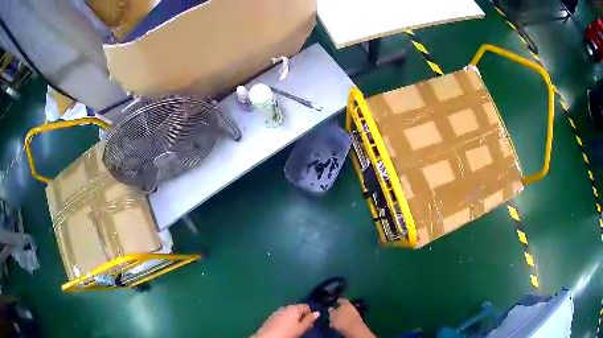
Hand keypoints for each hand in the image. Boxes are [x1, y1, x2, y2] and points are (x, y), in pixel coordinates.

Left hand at [252, 304, 319, 337]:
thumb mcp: (301, 328)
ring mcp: (277, 312)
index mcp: (294, 308)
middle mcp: (285, 307)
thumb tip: (317, 313)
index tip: (310, 324)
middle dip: (302, 317)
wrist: (268, 337)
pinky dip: (286, 321)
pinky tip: (285, 329)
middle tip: (303, 327)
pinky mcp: (271, 317)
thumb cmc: (287, 332)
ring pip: (289, 313)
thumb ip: (310, 319)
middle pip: (297, 309)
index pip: (306, 306)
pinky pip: (282, 316)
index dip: (310, 314)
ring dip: (293, 319)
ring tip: (294, 329)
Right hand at [329, 299, 375, 337]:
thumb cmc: (342, 320)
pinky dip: (344, 322)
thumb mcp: (333, 315)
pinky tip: (339, 325)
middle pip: (344, 308)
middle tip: (332, 314)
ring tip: (333, 322)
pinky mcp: (356, 322)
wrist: (354, 329)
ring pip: (346, 314)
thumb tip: (331, 308)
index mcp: (346, 303)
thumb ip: (331, 311)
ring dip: (341, 317)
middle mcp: (352, 307)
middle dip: (339, 310)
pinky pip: (348, 320)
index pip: (342, 300)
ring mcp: (355, 315)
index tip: (336, 301)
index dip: (338, 300)